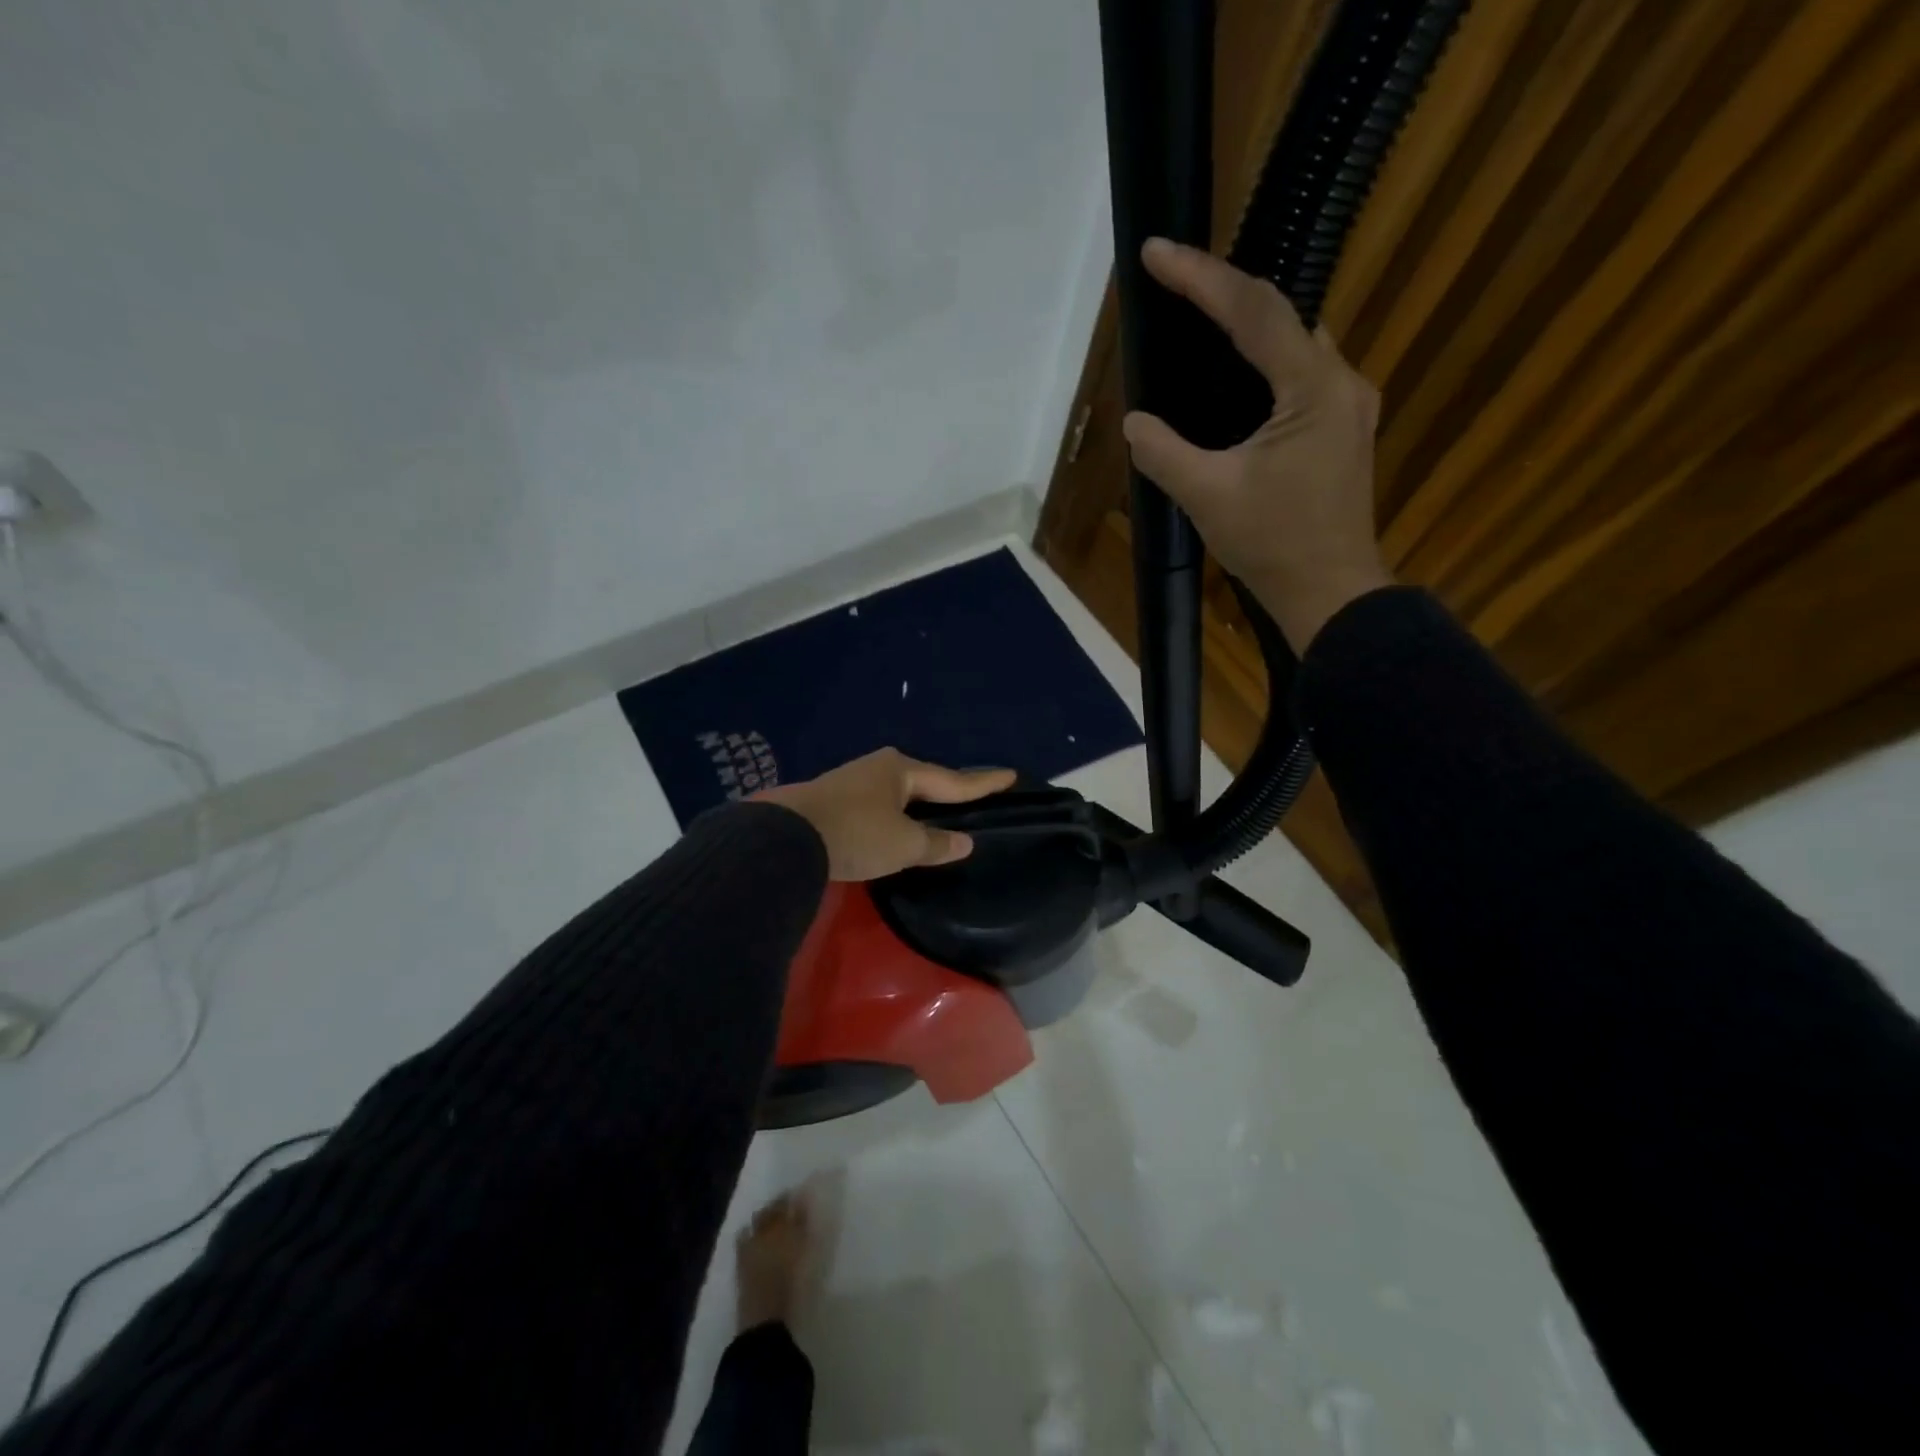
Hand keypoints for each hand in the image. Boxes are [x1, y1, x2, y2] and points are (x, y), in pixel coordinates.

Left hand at [756, 749, 1016, 881]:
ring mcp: (853, 781)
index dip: (983, 782)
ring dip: (918, 805)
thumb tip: (964, 842)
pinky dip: (895, 815)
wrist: (785, 837)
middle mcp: (879, 768)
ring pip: (899, 793)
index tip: (1010, 775)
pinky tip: (897, 824)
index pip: (953, 780)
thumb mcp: (903, 845)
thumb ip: (936, 843)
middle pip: (924, 782)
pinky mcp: (834, 800)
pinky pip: (879, 805)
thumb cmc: (856, 834)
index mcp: (902, 770)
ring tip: (939, 813)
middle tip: (974, 797)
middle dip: (948, 791)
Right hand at [1121, 238, 1392, 652]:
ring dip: (1250, 326)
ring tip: (1201, 320)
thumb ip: (1163, 453)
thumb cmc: (1273, 545)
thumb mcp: (1206, 497)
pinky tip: (1237, 376)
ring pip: (1297, 343)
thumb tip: (1135, 422)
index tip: (1158, 254)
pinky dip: (1266, 362)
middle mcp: (1341, 383)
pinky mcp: (1343, 430)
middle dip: (1227, 293)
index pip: (1255, 311)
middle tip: (1177, 283)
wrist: (1329, 593)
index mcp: (1313, 390)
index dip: (1202, 278)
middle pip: (1283, 314)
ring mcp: (1349, 407)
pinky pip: (1302, 374)